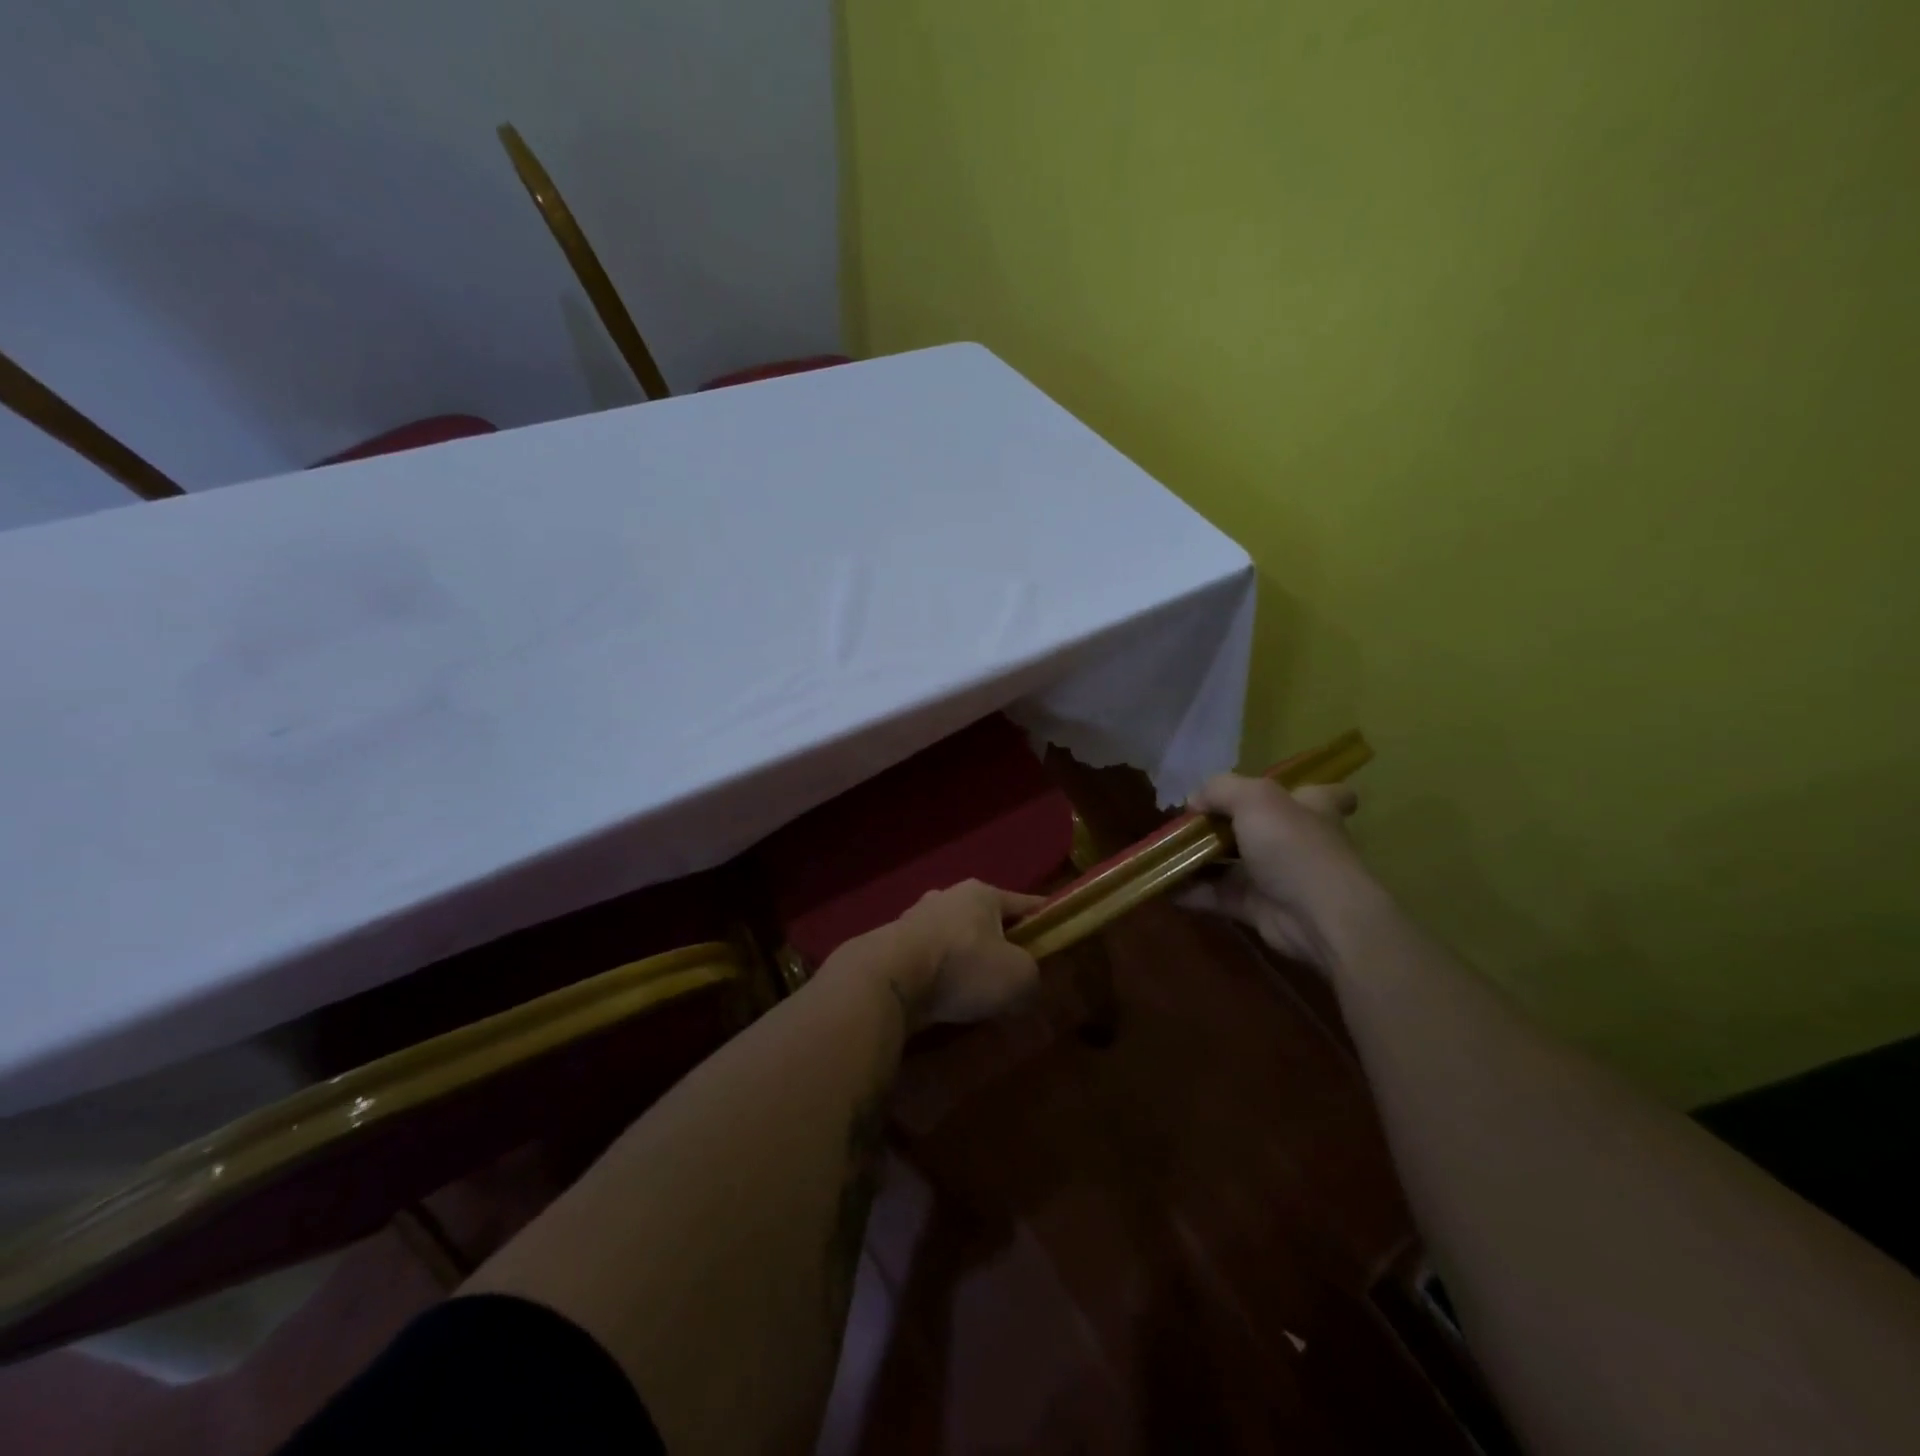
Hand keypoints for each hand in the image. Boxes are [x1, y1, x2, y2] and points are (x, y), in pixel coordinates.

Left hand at [866, 880, 1043, 1031]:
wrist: (888, 979)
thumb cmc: (962, 967)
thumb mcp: (1019, 977)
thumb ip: (1033, 977)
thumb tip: (1026, 986)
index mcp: (982, 892)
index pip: (1025, 903)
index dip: (1044, 921)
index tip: (1057, 936)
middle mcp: (948, 896)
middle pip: (986, 920)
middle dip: (1001, 944)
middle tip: (1014, 973)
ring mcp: (916, 918)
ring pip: (955, 939)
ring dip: (967, 961)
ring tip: (977, 992)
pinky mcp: (893, 945)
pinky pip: (930, 959)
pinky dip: (940, 975)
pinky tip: (945, 998)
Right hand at [1175, 774, 1376, 971]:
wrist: (1318, 916)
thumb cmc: (1293, 846)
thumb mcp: (1254, 798)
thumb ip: (1220, 790)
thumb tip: (1194, 801)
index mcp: (1310, 807)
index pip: (1322, 793)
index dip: (1300, 791)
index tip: (1272, 794)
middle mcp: (1296, 840)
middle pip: (1259, 827)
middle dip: (1222, 824)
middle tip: (1187, 822)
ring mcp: (1276, 876)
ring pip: (1231, 862)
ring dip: (1198, 858)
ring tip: (1163, 851)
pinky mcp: (1257, 907)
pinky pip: (1217, 894)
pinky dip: (1191, 891)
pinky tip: (1164, 884)